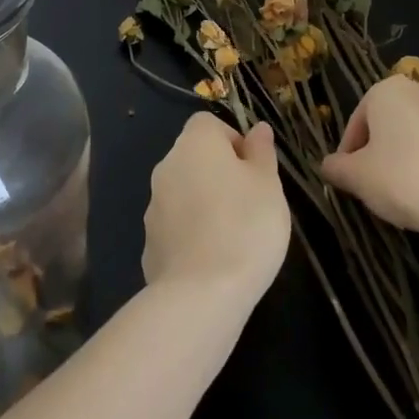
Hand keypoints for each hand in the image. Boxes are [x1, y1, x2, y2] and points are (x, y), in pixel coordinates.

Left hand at [142, 113, 290, 302]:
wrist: (202, 294)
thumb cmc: (245, 226)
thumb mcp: (268, 184)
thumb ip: (261, 152)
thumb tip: (257, 129)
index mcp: (195, 143)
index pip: (209, 124)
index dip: (233, 140)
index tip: (254, 170)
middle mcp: (167, 166)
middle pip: (195, 157)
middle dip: (220, 173)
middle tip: (250, 202)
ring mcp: (153, 205)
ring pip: (184, 191)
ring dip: (205, 203)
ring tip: (234, 235)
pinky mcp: (149, 242)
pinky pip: (176, 226)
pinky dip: (192, 233)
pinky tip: (213, 259)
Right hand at [320, 78, 418, 239]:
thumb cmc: (404, 179)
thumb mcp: (358, 178)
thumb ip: (337, 168)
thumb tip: (328, 166)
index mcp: (388, 90)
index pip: (357, 121)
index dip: (348, 153)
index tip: (349, 180)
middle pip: (390, 124)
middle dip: (380, 152)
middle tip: (374, 186)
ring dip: (409, 158)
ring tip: (406, 194)